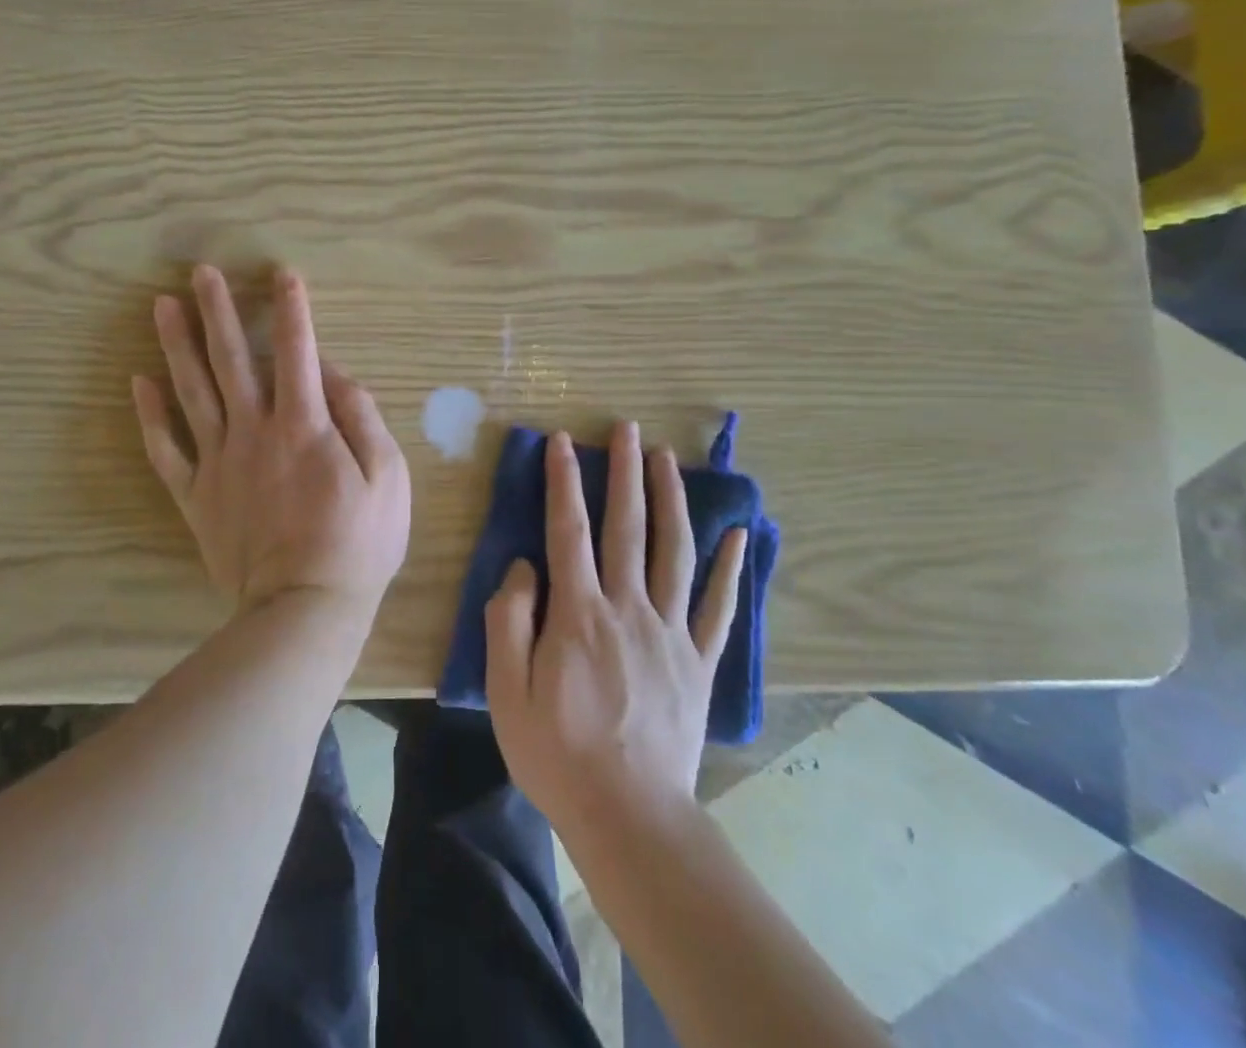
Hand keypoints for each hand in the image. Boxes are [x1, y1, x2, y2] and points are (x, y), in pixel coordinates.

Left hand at [132, 265, 411, 632]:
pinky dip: (150, 415)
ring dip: (176, 345)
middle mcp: (254, 430)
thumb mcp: (387, 475)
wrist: (303, 607)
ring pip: (192, 391)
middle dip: (218, 310)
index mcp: (304, 424)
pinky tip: (139, 383)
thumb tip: (332, 373)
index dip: (292, 308)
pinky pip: (165, 449)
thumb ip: (360, 416)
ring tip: (162, 306)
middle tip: (201, 272)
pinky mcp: (195, 494)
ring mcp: (219, 461)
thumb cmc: (358, 542)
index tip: (282, 273)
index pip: (298, 350)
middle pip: (232, 359)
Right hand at [486, 423, 745, 835]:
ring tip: (668, 459)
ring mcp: (671, 633)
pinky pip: (718, 608)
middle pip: (627, 526)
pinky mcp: (699, 662)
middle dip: (625, 471)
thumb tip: (524, 566)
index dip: (563, 481)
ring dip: (671, 499)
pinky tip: (737, 536)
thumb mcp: (507, 690)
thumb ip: (510, 619)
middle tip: (627, 427)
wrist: (631, 817)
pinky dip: (730, 570)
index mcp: (579, 613)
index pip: (568, 530)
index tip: (562, 441)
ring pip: (674, 551)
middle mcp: (629, 608)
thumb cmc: (558, 753)